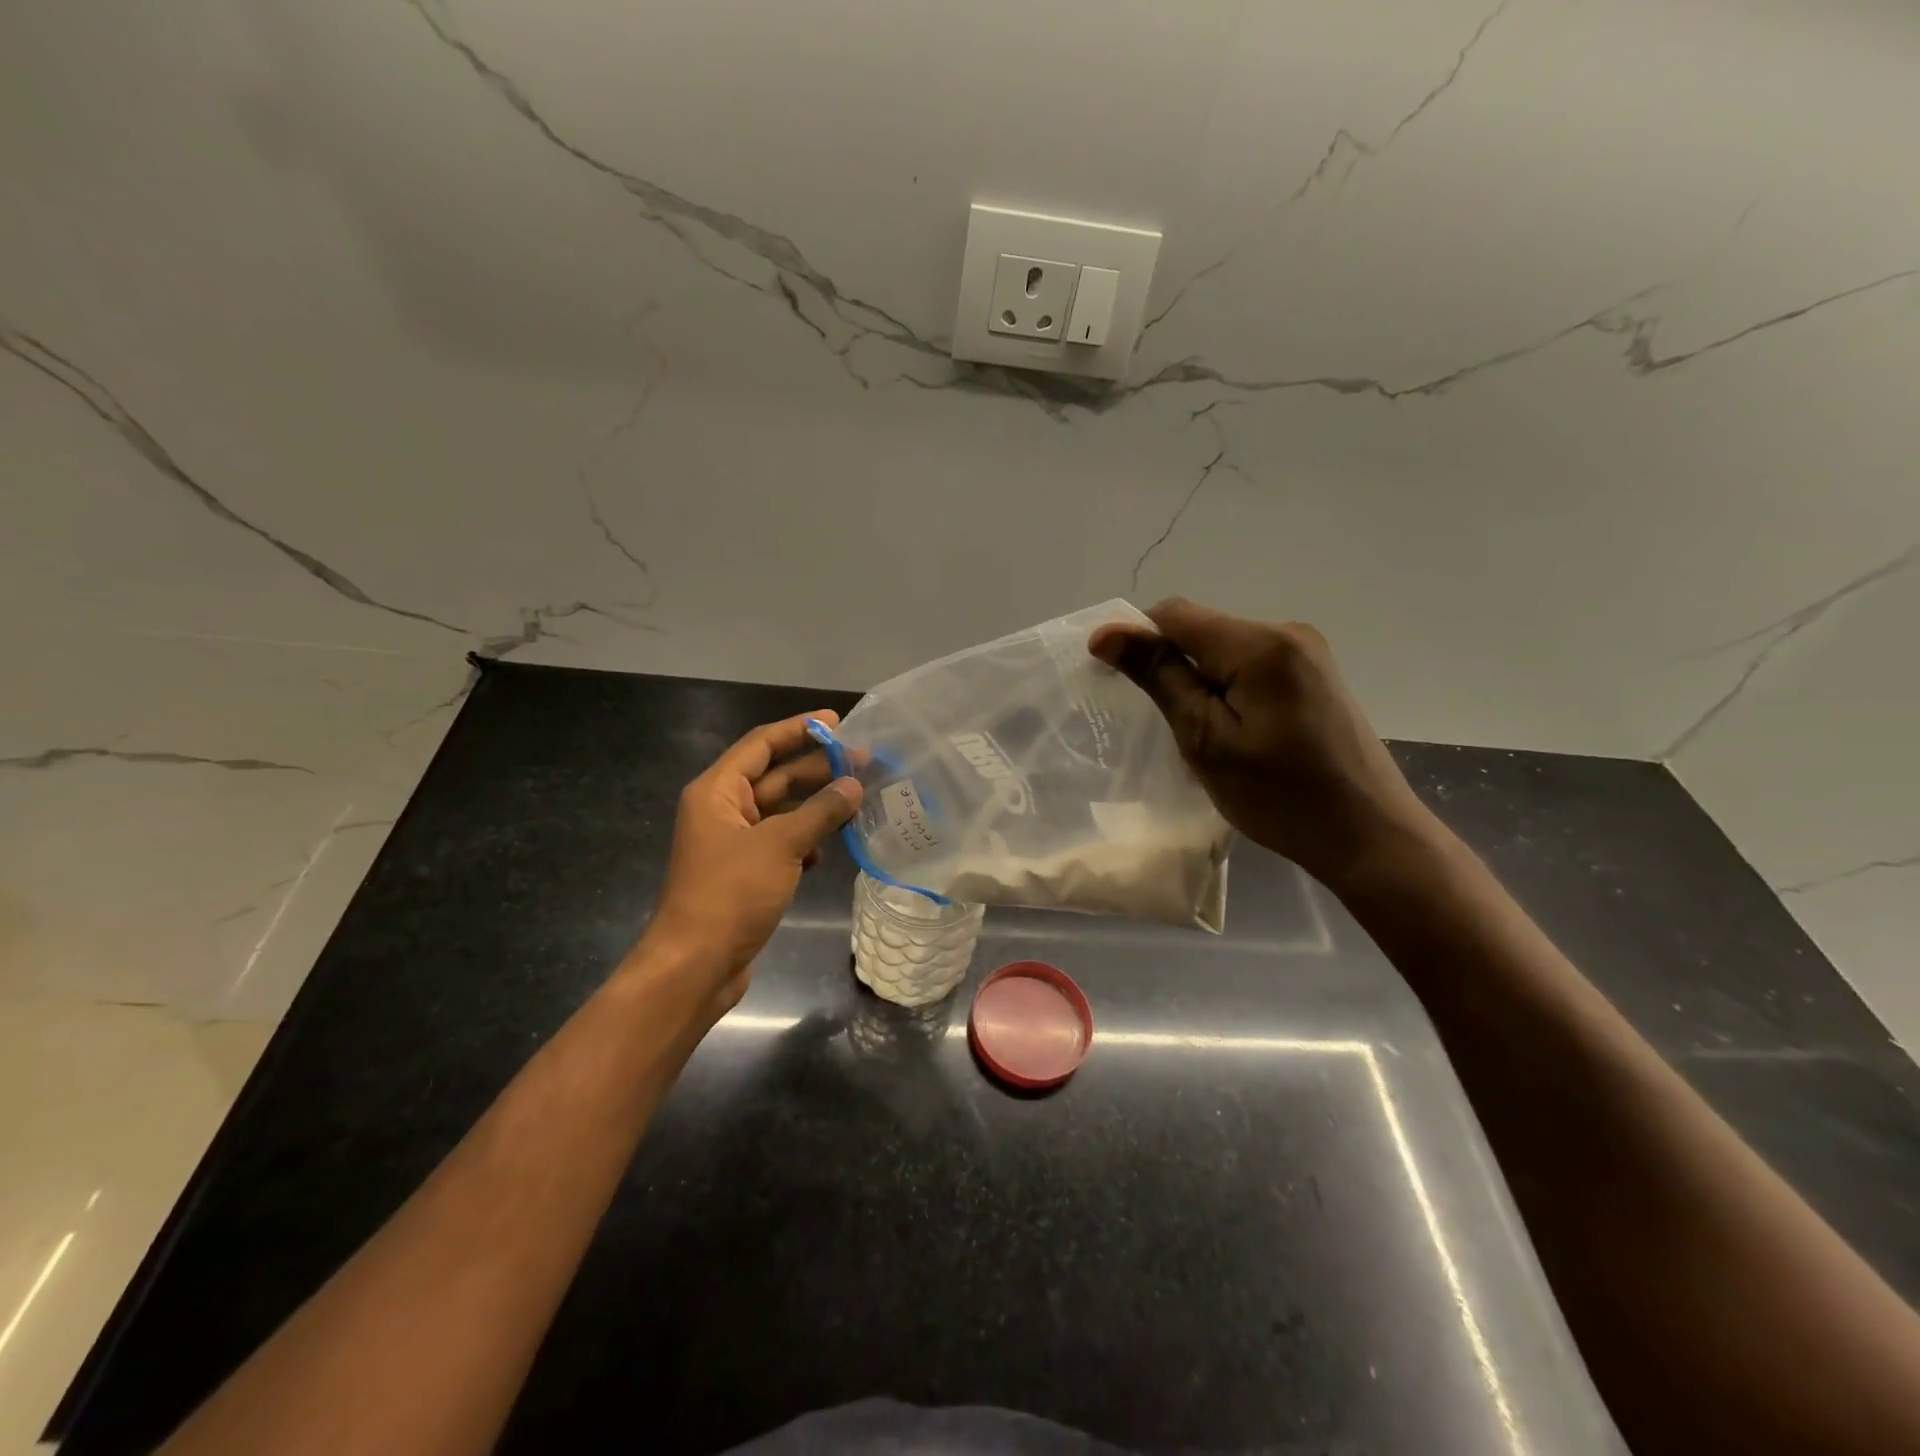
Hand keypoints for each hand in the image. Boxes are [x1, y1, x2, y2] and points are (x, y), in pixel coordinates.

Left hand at [628, 710, 862, 1015]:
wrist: (696, 964)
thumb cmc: (731, 893)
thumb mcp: (780, 845)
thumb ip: (820, 811)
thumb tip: (853, 785)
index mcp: (717, 791)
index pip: (761, 745)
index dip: (799, 729)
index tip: (838, 721)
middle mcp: (722, 810)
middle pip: (774, 776)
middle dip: (816, 768)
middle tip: (863, 761)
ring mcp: (733, 843)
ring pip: (781, 811)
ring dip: (815, 806)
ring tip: (857, 799)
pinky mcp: (745, 872)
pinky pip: (780, 842)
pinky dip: (805, 840)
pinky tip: (828, 847)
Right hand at [1089, 599, 1438, 891]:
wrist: (1368, 835)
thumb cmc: (1280, 795)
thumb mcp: (1206, 738)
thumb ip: (1159, 677)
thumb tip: (1107, 632)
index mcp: (1260, 643)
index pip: (1175, 614)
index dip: (1134, 638)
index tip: (1111, 681)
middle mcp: (1286, 632)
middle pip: (1201, 631)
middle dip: (1171, 668)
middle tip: (1166, 726)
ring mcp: (1306, 652)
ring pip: (1223, 650)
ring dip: (1198, 682)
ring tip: (1200, 736)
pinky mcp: (1313, 675)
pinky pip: (1249, 666)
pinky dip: (1225, 690)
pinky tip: (1232, 732)